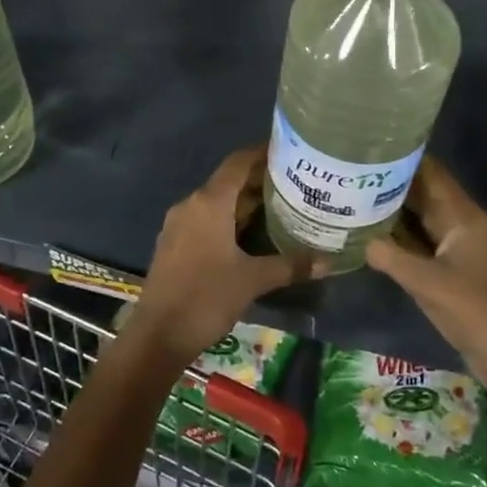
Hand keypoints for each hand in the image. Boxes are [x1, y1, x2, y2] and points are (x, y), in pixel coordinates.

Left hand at [128, 147, 321, 363]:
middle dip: (259, 181)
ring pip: (217, 202)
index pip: (238, 163)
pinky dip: (228, 220)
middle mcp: (191, 204)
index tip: (289, 152)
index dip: (262, 153)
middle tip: (294, 184)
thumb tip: (328, 261)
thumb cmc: (206, 297)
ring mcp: (179, 224)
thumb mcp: (253, 280)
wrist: (158, 335)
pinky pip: (205, 220)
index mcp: (209, 202)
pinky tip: (250, 236)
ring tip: (279, 208)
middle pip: (228, 182)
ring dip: (244, 203)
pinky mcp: (174, 244)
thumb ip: (290, 265)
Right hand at [366, 158, 486, 382]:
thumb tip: (358, 238)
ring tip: (353, 196)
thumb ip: (390, 257)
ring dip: (392, 208)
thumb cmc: (474, 310)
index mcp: (462, 216)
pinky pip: (420, 240)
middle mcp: (460, 222)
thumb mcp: (427, 283)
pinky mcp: (450, 265)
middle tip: (351, 174)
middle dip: (390, 182)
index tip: (368, 149)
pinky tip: (370, 232)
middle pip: (422, 192)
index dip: (402, 159)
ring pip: (419, 216)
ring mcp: (455, 245)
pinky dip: (398, 234)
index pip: (430, 173)